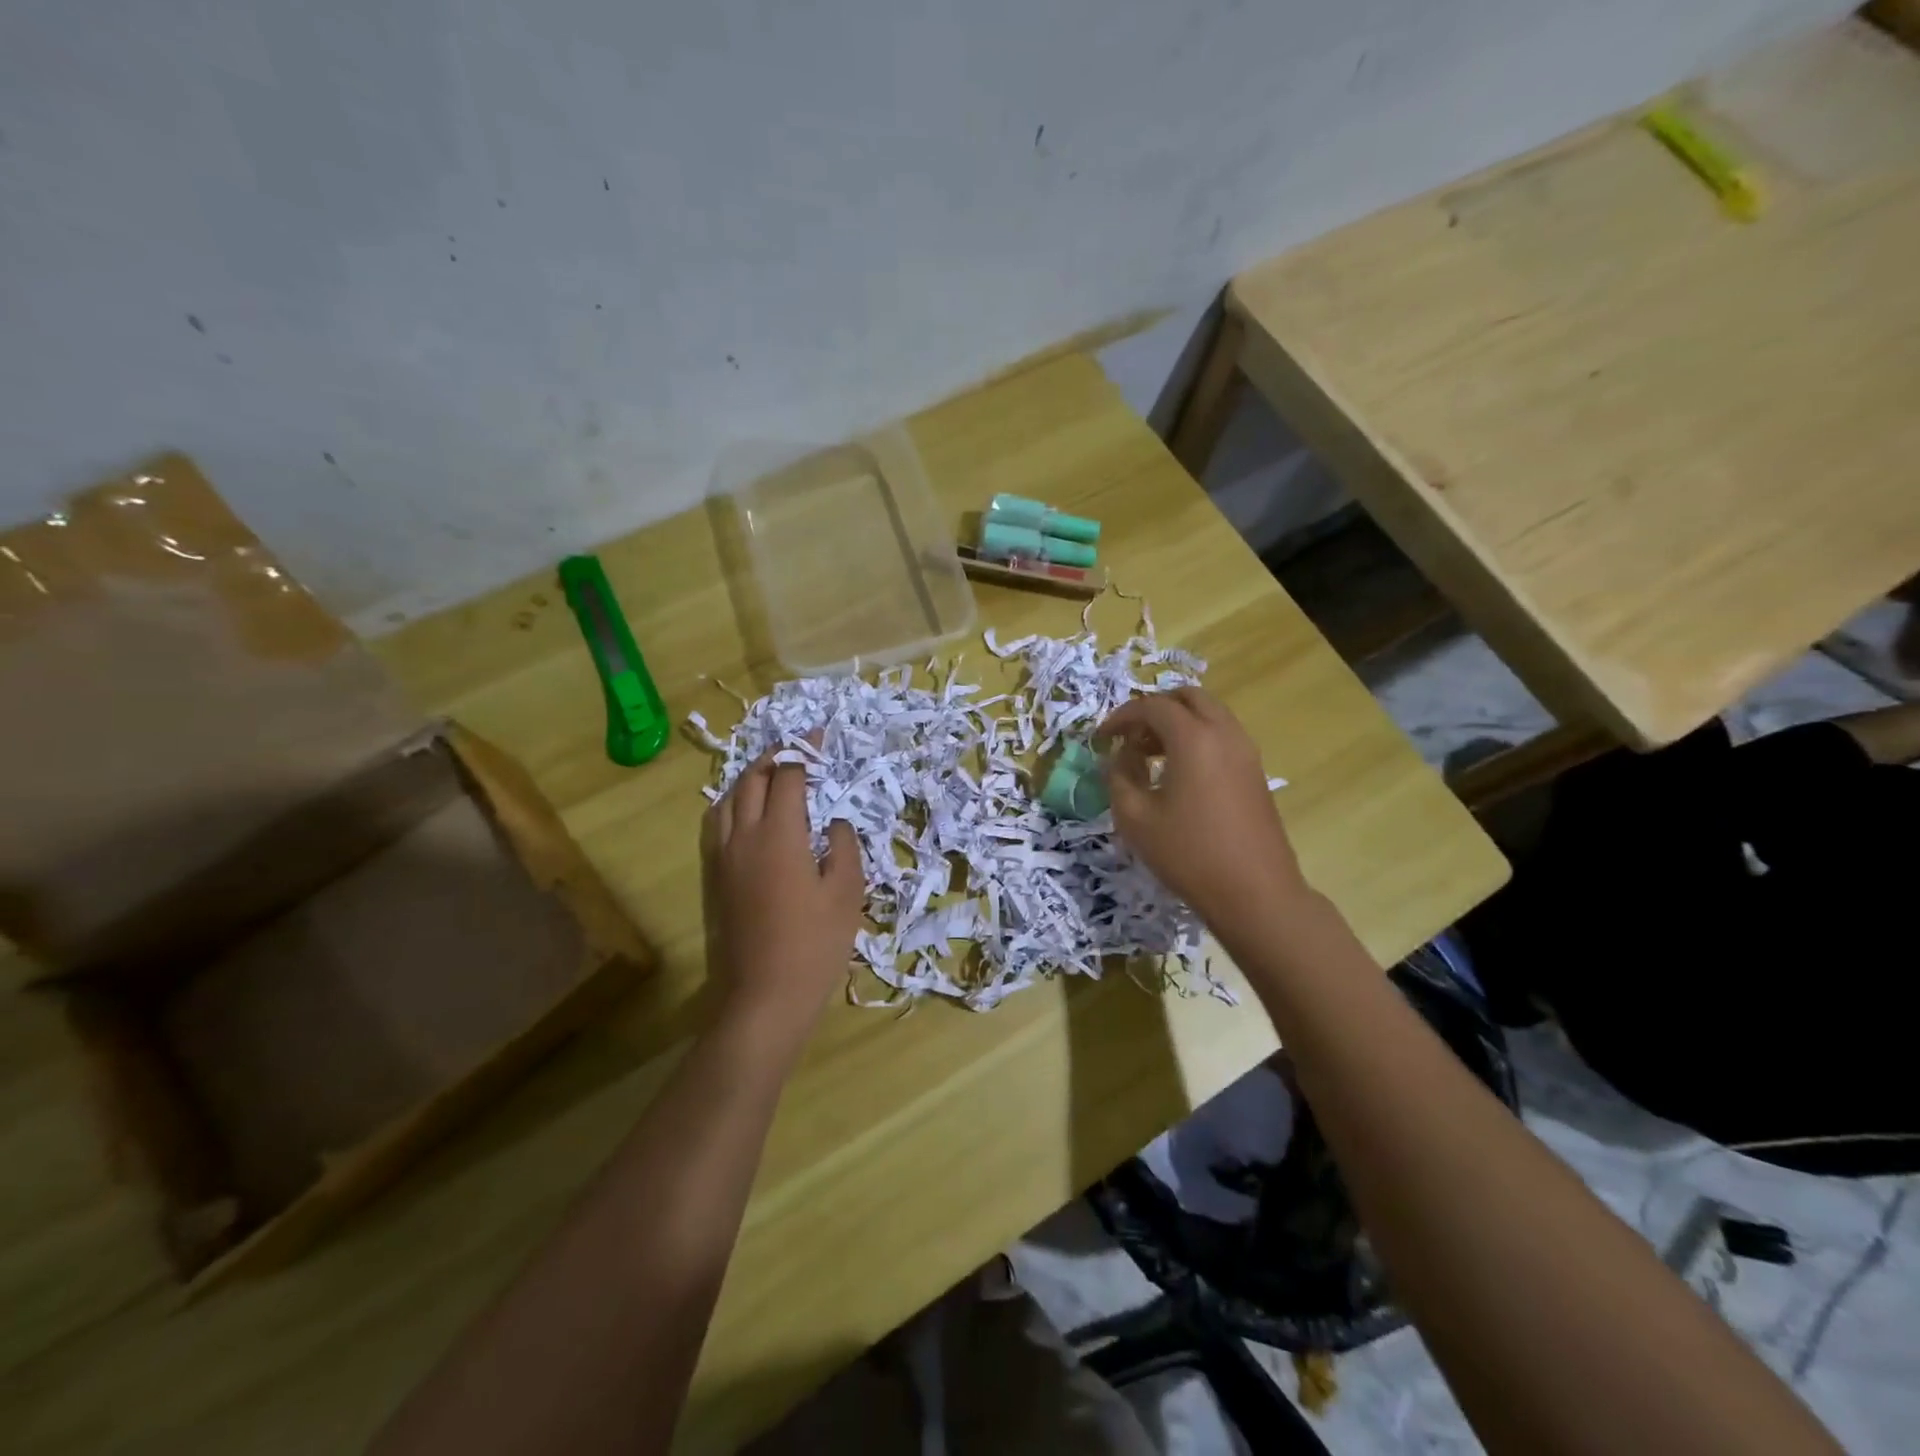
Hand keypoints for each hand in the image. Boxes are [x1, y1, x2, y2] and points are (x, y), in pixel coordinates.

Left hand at [701, 752, 863, 1059]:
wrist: (765, 996)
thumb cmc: (815, 944)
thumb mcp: (846, 892)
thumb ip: (843, 846)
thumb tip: (835, 822)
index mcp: (780, 834)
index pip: (788, 777)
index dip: (803, 752)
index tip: (818, 738)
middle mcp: (744, 836)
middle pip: (752, 780)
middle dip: (774, 758)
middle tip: (796, 751)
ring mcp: (724, 858)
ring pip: (728, 800)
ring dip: (750, 778)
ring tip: (771, 774)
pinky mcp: (716, 878)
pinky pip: (717, 824)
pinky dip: (733, 804)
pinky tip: (748, 814)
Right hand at [1097, 688, 1306, 935]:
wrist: (1255, 893)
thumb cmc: (1188, 854)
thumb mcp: (1135, 818)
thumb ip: (1118, 777)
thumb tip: (1119, 757)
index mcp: (1193, 738)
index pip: (1151, 706)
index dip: (1120, 717)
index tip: (1100, 738)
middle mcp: (1224, 733)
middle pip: (1187, 697)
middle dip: (1154, 709)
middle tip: (1130, 737)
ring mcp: (1246, 751)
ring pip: (1209, 714)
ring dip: (1177, 723)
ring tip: (1150, 756)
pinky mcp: (1255, 772)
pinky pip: (1222, 736)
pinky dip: (1197, 739)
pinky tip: (1178, 774)